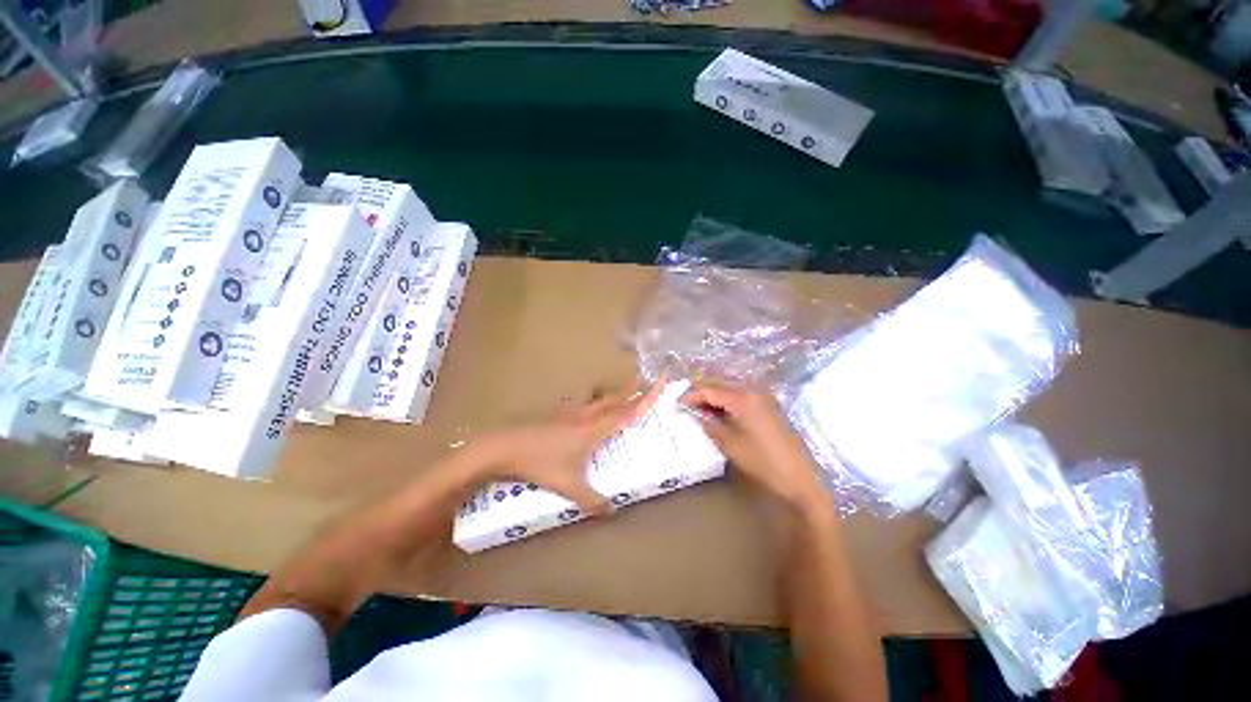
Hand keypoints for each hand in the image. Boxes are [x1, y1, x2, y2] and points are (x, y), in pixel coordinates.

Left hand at [478, 382, 664, 514]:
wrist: (503, 447)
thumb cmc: (540, 463)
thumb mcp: (569, 486)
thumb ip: (592, 500)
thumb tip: (612, 510)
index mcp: (593, 430)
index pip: (626, 412)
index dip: (647, 398)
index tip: (664, 382)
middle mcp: (582, 416)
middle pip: (613, 401)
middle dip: (632, 392)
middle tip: (648, 383)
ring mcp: (564, 413)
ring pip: (595, 401)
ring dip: (611, 397)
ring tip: (620, 396)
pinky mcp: (550, 416)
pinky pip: (579, 406)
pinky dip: (590, 405)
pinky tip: (583, 413)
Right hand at [681, 381, 826, 513]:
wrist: (796, 474)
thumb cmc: (762, 461)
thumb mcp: (730, 445)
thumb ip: (710, 425)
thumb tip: (694, 413)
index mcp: (743, 398)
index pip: (709, 389)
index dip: (690, 395)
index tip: (675, 405)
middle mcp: (754, 390)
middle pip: (722, 383)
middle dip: (702, 391)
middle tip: (684, 404)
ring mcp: (765, 397)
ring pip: (733, 388)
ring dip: (715, 396)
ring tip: (699, 410)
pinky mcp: (770, 407)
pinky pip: (744, 396)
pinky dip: (729, 401)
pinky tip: (721, 414)